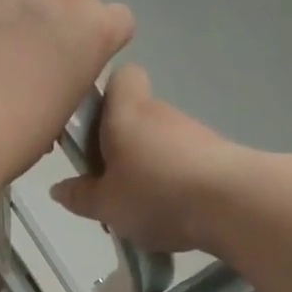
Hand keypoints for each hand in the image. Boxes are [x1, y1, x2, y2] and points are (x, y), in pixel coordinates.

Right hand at [51, 65, 244, 253]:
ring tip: (140, 210)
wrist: (232, 203)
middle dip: (120, 148)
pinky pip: (183, 162)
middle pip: (135, 118)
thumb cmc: (156, 194)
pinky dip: (173, 182)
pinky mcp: (217, 154)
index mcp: (126, 113)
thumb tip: (58, 188)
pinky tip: (170, 214)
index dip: (106, 97)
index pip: (120, 77)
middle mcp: (160, 112)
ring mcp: (192, 132)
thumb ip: (80, 196)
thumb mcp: (105, 205)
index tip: (93, 131)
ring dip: (147, 168)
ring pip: (159, 143)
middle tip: (108, 187)